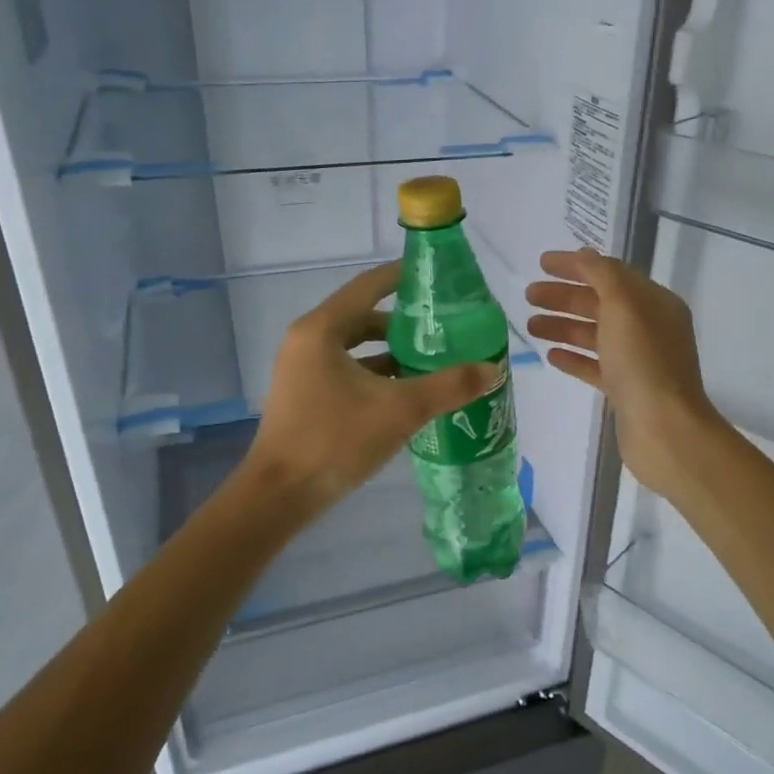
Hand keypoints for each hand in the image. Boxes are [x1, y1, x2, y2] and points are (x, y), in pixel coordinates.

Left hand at [246, 262, 500, 512]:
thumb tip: (493, 369)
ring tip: (431, 361)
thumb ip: (450, 386)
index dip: (402, 277)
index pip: (368, 286)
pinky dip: (374, 374)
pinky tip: (404, 393)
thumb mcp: (401, 410)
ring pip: (354, 348)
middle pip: (362, 317)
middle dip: (402, 322)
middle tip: (442, 327)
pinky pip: (345, 370)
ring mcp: (301, 370)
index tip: (435, 277)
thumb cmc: (335, 440)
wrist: (280, 496)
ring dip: (390, 352)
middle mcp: (307, 341)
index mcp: (322, 329)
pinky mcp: (303, 396)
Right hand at [525, 247, 722, 495]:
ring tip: (530, 325)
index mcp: (654, 303)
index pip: (610, 273)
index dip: (576, 265)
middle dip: (564, 296)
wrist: (664, 429)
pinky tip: (550, 355)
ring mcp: (638, 360)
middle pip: (600, 303)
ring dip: (563, 326)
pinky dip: (573, 357)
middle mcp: (649, 327)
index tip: (541, 263)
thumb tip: (584, 256)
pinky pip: (595, 366)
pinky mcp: (626, 390)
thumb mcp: (624, 307)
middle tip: (528, 295)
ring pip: (595, 335)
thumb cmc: (643, 362)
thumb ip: (602, 276)